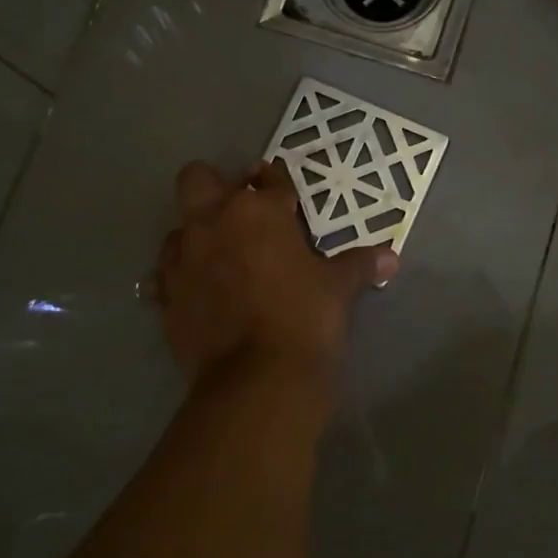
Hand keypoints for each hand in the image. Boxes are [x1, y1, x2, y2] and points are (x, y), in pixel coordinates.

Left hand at [153, 160, 397, 381]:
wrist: (257, 379)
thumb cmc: (305, 318)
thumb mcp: (339, 288)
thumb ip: (360, 265)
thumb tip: (392, 258)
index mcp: (257, 210)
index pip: (269, 179)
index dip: (278, 184)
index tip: (285, 196)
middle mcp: (212, 222)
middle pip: (198, 178)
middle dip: (216, 186)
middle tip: (240, 213)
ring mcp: (183, 258)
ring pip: (178, 226)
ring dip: (196, 234)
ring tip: (220, 257)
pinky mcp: (166, 295)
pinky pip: (166, 273)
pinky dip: (182, 276)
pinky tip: (200, 292)